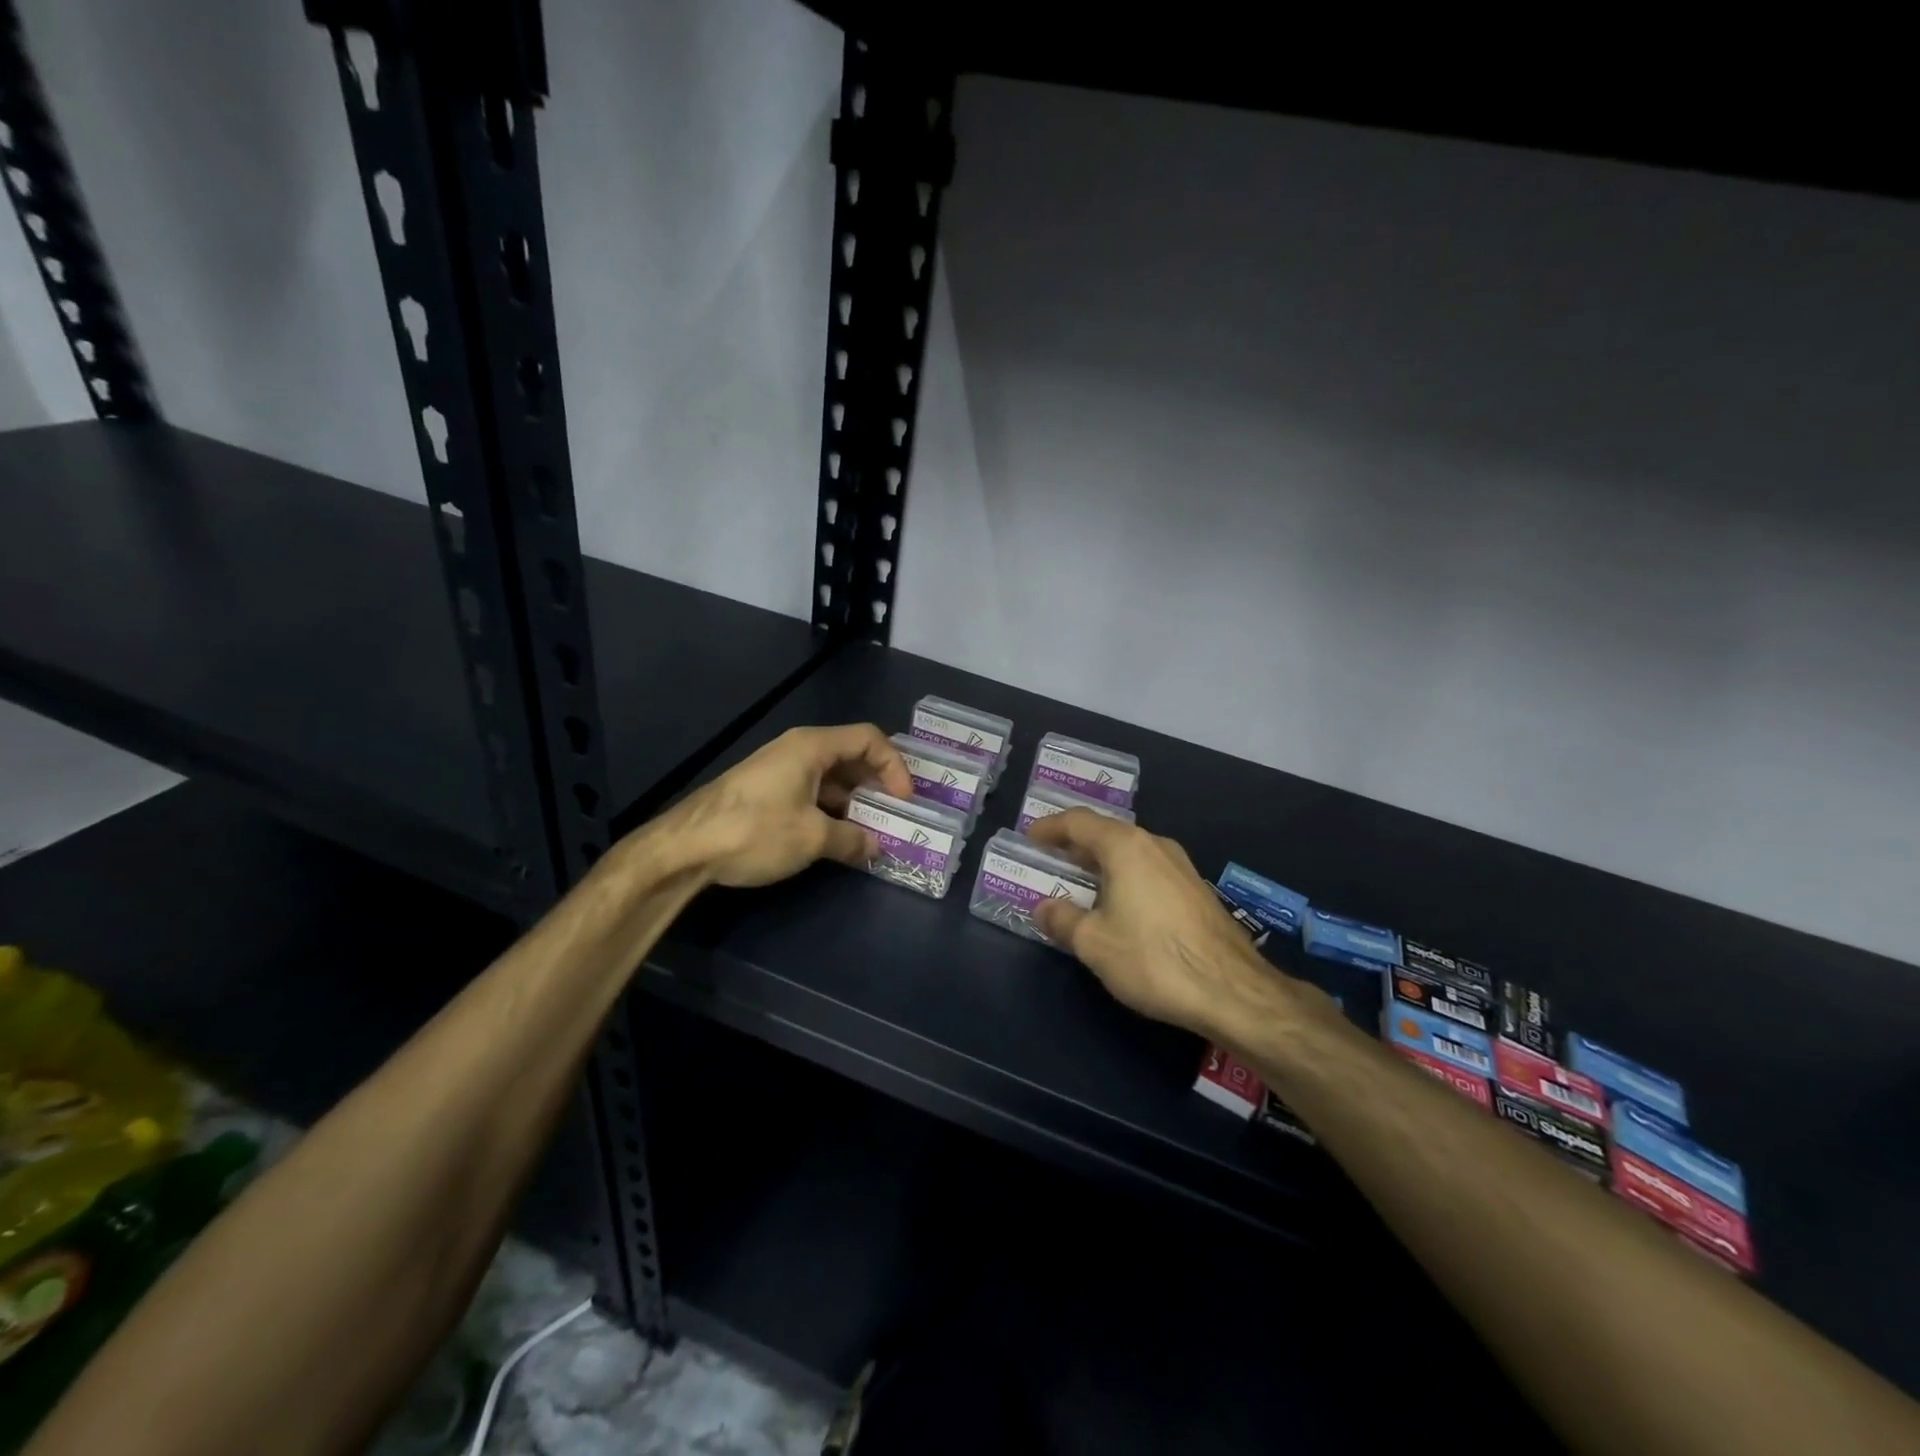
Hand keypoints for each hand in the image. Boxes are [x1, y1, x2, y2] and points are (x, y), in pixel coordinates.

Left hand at [665, 723, 912, 888]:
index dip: (894, 766)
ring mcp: (779, 770)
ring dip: (854, 802)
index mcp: (812, 746)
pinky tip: (836, 838)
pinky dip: (830, 810)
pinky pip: (810, 792)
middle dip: (876, 785)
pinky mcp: (766, 791)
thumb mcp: (811, 838)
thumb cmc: (754, 831)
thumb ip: (851, 840)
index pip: (869, 738)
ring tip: (870, 832)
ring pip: (830, 778)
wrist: (683, 848)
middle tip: (894, 815)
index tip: (904, 800)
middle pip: (851, 756)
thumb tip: (876, 846)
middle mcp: (797, 750)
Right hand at [1028, 810, 1289, 1037]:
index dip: (1050, 827)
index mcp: (1125, 846)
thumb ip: (1062, 919)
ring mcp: (1181, 867)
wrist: (1232, 991)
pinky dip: (1124, 878)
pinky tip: (1118, 906)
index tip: (1030, 837)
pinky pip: (1149, 871)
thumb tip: (1044, 908)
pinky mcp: (1196, 891)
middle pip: (1107, 833)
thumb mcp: (1094, 943)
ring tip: (1079, 882)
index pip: (1079, 822)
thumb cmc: (1153, 958)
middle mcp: (1155, 845)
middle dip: (1075, 845)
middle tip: (1050, 859)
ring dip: (1101, 863)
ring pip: (1131, 853)